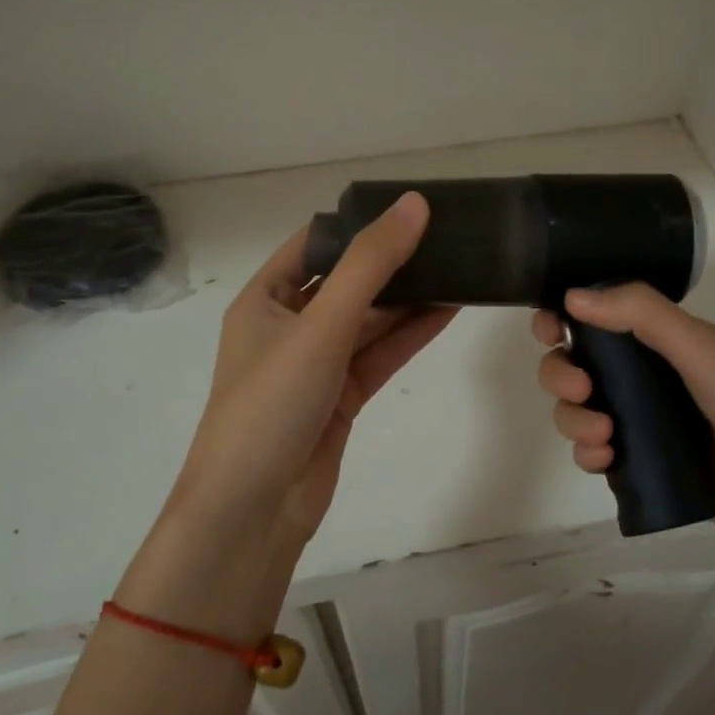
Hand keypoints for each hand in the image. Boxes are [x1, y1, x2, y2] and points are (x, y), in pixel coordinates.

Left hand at [174, 192, 456, 544]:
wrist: (254, 511)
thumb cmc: (271, 404)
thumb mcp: (319, 324)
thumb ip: (370, 265)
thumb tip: (414, 204)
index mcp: (264, 299)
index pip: (314, 244)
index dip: (359, 223)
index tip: (409, 207)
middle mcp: (289, 326)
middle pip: (347, 281)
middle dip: (393, 261)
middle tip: (448, 235)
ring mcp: (317, 364)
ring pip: (370, 320)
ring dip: (409, 298)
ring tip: (461, 266)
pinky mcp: (342, 397)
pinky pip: (380, 355)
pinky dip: (411, 335)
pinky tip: (450, 310)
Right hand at [532, 283, 714, 547]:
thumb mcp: (704, 348)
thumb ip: (642, 316)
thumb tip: (572, 294)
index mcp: (656, 340)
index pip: (592, 320)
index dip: (561, 320)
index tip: (550, 330)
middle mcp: (640, 377)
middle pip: (572, 366)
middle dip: (560, 374)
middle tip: (581, 389)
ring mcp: (639, 422)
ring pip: (576, 411)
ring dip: (572, 418)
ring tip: (603, 434)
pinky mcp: (640, 466)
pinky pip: (592, 453)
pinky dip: (586, 453)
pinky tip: (605, 458)